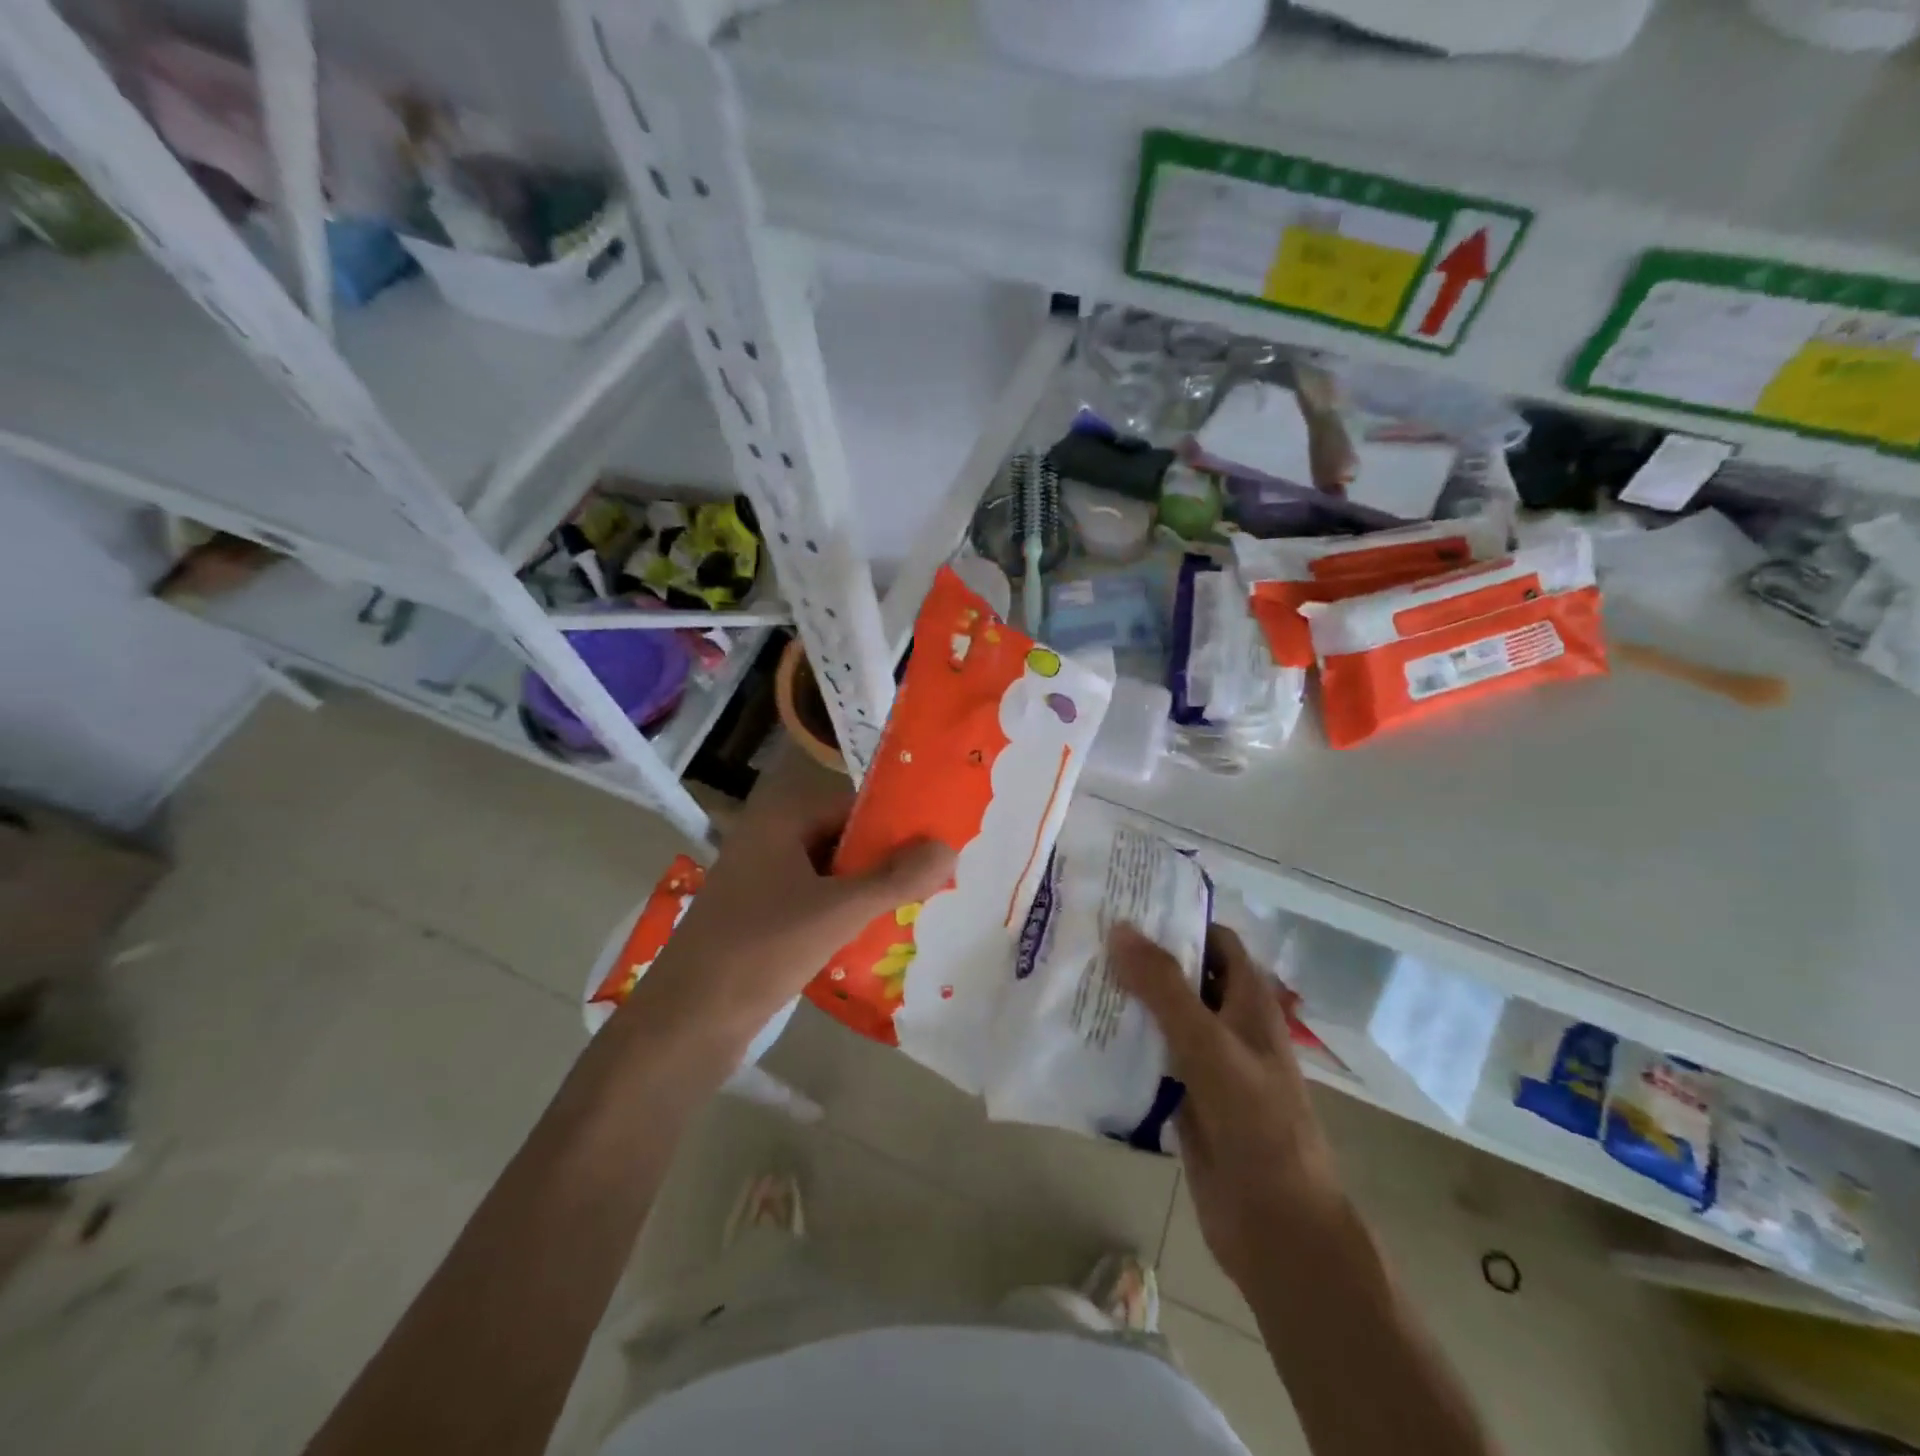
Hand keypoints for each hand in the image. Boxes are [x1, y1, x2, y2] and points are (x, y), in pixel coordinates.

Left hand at [620, 766, 953, 1064]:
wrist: (686, 1024)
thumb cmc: (760, 951)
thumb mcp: (837, 911)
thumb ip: (895, 878)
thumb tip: (949, 845)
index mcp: (780, 820)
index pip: (853, 805)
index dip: (895, 824)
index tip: (937, 846)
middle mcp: (768, 841)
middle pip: (842, 839)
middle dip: (884, 861)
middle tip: (934, 882)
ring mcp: (759, 881)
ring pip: (829, 875)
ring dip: (866, 891)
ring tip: (915, 910)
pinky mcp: (758, 918)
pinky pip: (813, 903)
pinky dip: (842, 915)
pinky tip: (875, 937)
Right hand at [1113, 922, 1341, 1294]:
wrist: (1277, 1226)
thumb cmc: (1255, 1122)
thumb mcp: (1209, 1044)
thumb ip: (1164, 987)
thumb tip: (1121, 928)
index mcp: (1248, 1003)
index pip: (1215, 941)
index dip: (1179, 919)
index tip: (1129, 905)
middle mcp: (1228, 1026)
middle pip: (1184, 977)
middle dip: (1143, 958)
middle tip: (1088, 937)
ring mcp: (1206, 1065)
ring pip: (1163, 1019)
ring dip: (1128, 1001)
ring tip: (1076, 977)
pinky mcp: (1185, 1100)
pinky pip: (1150, 1060)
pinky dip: (1123, 1045)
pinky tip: (1084, 1036)